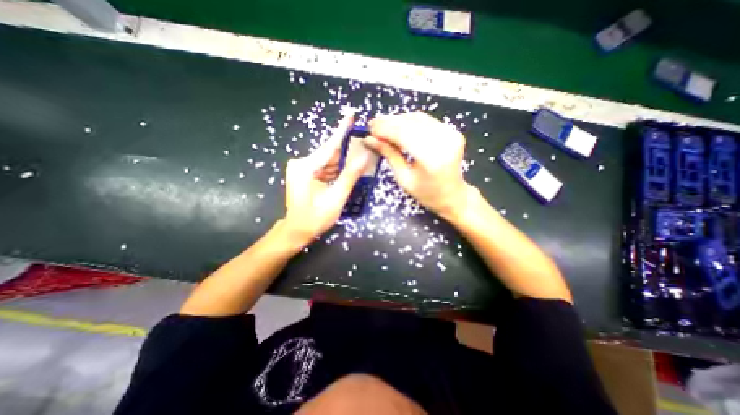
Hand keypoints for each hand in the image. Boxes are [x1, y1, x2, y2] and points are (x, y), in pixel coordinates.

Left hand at [282, 116, 368, 244]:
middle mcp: (302, 163)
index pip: (330, 146)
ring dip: (343, 162)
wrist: (296, 231)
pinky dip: (336, 170)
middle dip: (348, 151)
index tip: (351, 113)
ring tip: (360, 160)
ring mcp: (302, 168)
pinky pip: (325, 168)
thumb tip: (365, 156)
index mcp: (306, 167)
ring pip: (328, 162)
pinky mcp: (305, 174)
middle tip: (365, 145)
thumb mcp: (336, 198)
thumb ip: (350, 175)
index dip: (343, 130)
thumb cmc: (315, 218)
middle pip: (330, 154)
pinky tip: (348, 171)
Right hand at [363, 111, 472, 218]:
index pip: (403, 135)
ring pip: (418, 118)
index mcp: (431, 159)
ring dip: (398, 120)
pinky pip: (426, 120)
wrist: (453, 195)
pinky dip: (410, 121)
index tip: (369, 129)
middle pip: (410, 123)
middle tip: (373, 125)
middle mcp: (444, 142)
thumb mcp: (404, 179)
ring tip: (382, 124)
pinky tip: (398, 125)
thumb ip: (389, 155)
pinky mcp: (452, 131)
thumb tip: (369, 139)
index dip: (384, 129)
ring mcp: (451, 134)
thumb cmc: (427, 194)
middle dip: (389, 122)